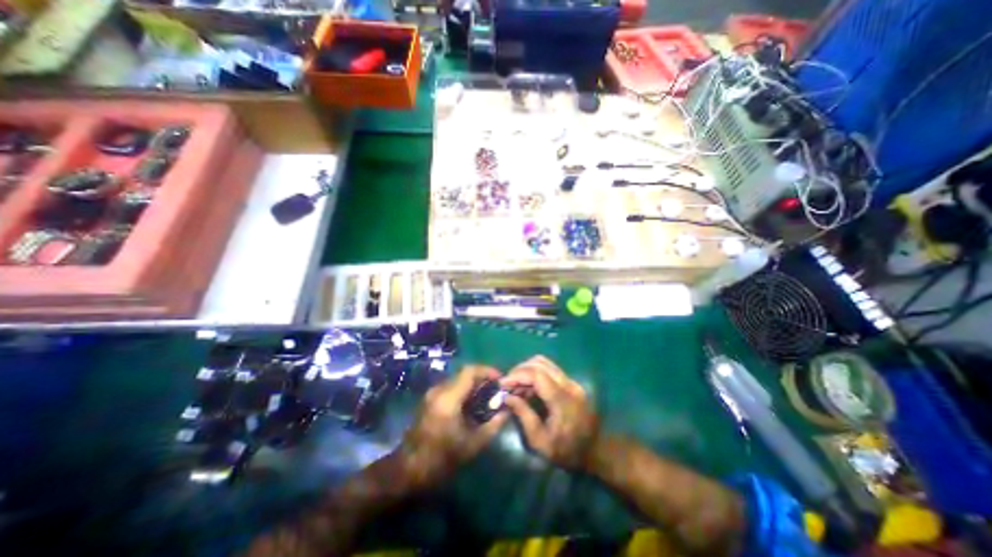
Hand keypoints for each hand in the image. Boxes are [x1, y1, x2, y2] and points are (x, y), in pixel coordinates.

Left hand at [398, 367, 506, 489]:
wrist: (409, 470)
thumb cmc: (442, 458)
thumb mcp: (472, 444)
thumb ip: (493, 425)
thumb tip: (506, 411)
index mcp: (449, 398)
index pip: (470, 371)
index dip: (487, 371)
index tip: (500, 379)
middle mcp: (439, 390)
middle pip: (464, 374)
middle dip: (482, 379)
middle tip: (496, 390)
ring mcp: (432, 394)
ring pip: (458, 380)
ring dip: (473, 385)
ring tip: (486, 398)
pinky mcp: (429, 400)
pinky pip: (451, 388)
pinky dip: (464, 391)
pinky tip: (471, 406)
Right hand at [500, 354, 600, 468]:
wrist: (594, 451)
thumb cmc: (566, 451)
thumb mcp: (540, 441)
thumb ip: (523, 415)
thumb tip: (507, 397)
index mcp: (562, 400)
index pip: (537, 374)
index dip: (517, 375)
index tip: (502, 384)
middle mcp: (569, 385)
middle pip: (540, 363)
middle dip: (520, 370)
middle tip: (508, 384)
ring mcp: (572, 382)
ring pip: (545, 363)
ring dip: (527, 370)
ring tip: (516, 386)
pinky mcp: (571, 383)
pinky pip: (549, 370)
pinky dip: (535, 374)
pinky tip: (527, 388)